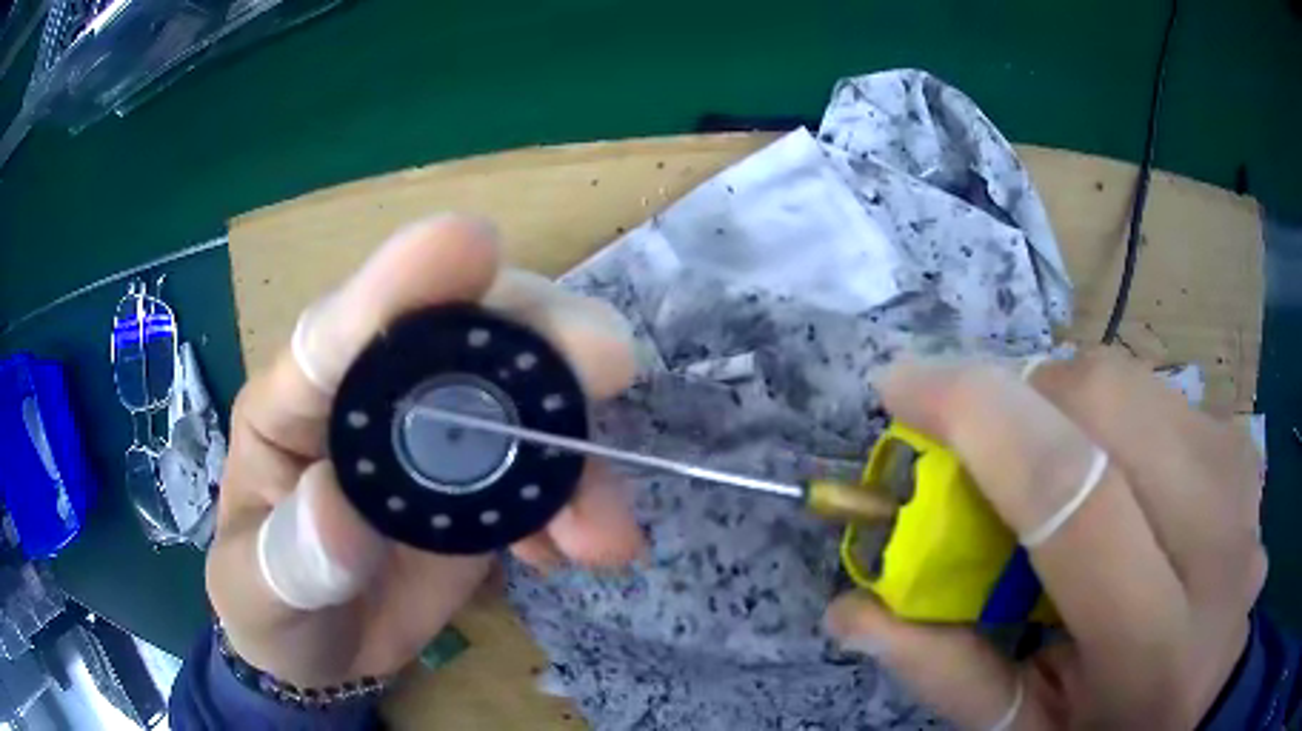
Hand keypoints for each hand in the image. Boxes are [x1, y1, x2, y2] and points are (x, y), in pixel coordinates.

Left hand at [207, 215, 645, 687]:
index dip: (401, 282)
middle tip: (606, 361)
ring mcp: (435, 438)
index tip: (472, 241)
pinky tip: (580, 549)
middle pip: (461, 331)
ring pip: (521, 394)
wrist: (322, 646)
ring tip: (604, 527)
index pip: (339, 329)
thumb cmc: (271, 608)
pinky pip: (543, 471)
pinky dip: (576, 501)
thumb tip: (338, 511)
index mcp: (296, 402)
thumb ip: (287, 559)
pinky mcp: (481, 484)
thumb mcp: (257, 593)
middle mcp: (373, 398)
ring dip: (576, 444)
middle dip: (536, 338)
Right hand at [825, 349, 1264, 728]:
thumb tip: (850, 608)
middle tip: (974, 441)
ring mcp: (1240, 479)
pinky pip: (1155, 391)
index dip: (981, 417)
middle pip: (1106, 403)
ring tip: (1042, 463)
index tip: (902, 385)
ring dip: (1059, 403)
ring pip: (1128, 380)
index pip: (1073, 493)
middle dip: (1018, 397)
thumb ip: (945, 671)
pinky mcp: (1242, 446)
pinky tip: (1107, 468)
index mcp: (1155, 646)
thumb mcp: (1024, 729)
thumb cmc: (1113, 727)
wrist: (1208, 692)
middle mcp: (1217, 543)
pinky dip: (1105, 411)